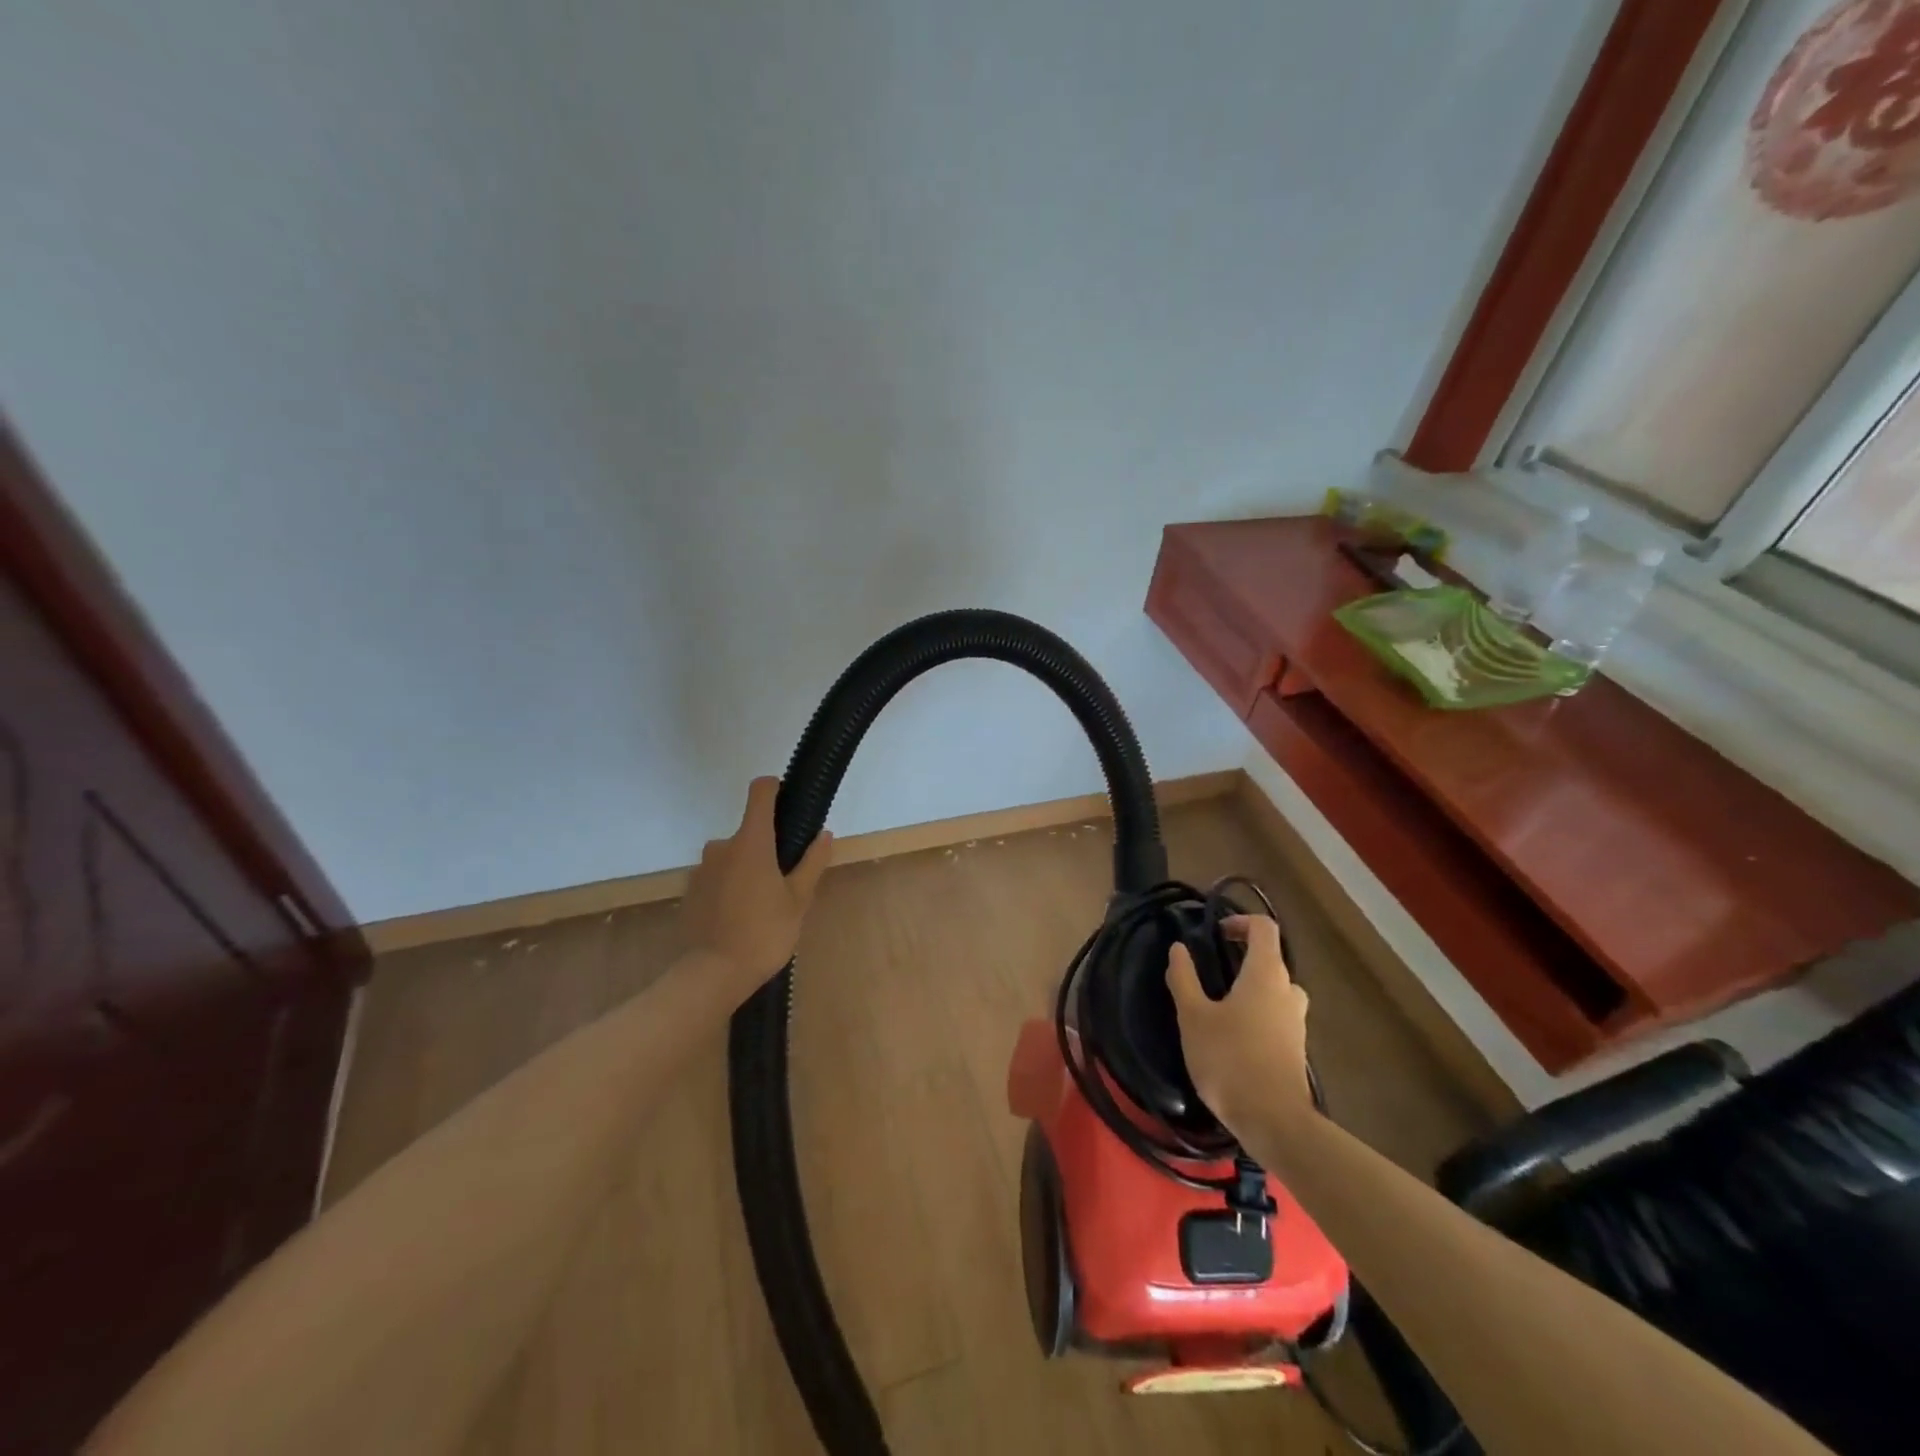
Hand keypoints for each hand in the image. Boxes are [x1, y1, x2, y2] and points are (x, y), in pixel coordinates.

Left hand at [681, 777, 832, 995]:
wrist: (711, 975)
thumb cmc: (763, 933)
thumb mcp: (798, 900)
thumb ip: (811, 862)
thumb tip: (824, 834)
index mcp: (751, 842)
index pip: (760, 792)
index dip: (774, 788)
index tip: (788, 801)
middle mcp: (722, 846)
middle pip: (749, 832)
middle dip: (766, 848)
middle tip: (784, 881)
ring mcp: (701, 869)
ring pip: (732, 857)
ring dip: (747, 869)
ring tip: (762, 904)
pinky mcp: (690, 891)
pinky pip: (716, 877)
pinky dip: (729, 887)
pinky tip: (739, 917)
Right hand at [1166, 915, 1312, 1134]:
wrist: (1273, 1121)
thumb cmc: (1229, 1059)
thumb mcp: (1194, 1016)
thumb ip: (1184, 978)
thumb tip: (1178, 948)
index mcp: (1265, 974)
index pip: (1264, 928)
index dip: (1240, 922)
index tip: (1215, 933)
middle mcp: (1288, 991)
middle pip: (1271, 959)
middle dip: (1242, 958)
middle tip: (1211, 971)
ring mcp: (1297, 1022)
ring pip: (1276, 990)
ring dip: (1251, 988)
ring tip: (1220, 1004)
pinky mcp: (1296, 1048)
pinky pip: (1277, 1016)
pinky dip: (1258, 1014)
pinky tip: (1233, 1036)